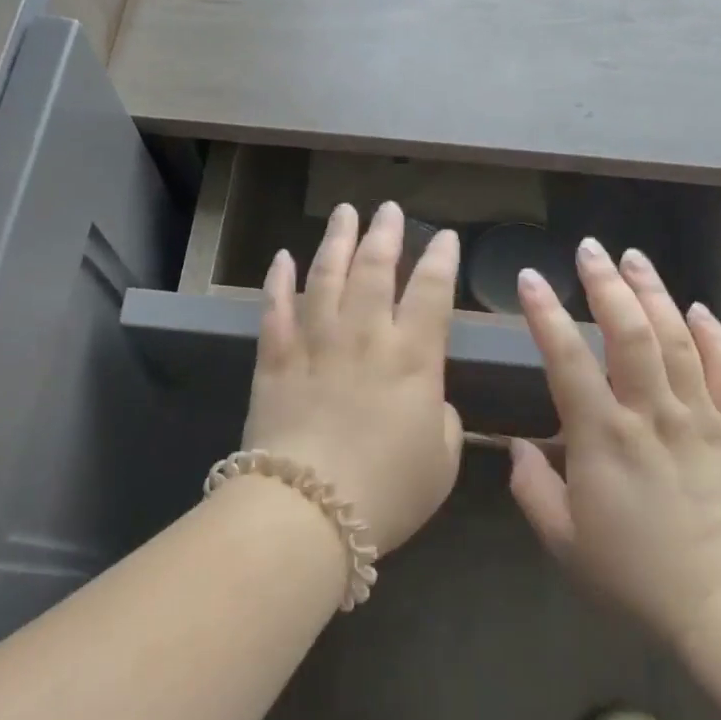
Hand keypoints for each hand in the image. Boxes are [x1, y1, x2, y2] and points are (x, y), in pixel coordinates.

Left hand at [242, 201, 463, 553]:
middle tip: (389, 209)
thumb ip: (444, 420)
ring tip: (345, 212)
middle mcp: (365, 336)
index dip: (441, 260)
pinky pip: (275, 308)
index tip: (446, 238)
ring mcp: (315, 342)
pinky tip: (283, 257)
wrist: (307, 510)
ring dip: (337, 241)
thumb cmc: (387, 492)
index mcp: (413, 358)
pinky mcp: (274, 358)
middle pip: (376, 269)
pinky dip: (279, 279)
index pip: (432, 292)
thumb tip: (431, 399)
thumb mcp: (442, 462)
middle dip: (386, 234)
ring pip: (326, 275)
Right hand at [509, 238, 720, 642]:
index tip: (531, 278)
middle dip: (606, 283)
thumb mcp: (564, 541)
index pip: (568, 358)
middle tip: (590, 248)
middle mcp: (650, 414)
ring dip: (653, 292)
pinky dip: (712, 334)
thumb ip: (533, 489)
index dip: (546, 313)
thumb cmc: (634, 575)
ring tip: (634, 257)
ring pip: (676, 338)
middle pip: (629, 331)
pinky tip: (696, 308)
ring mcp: (698, 417)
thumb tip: (517, 448)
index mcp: (602, 437)